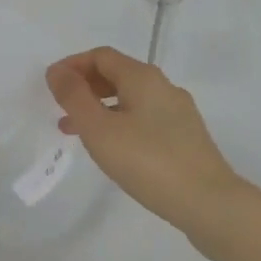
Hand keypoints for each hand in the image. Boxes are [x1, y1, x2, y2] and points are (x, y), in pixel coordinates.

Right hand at [46, 48, 241, 234]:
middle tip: (61, 108)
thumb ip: (74, 97)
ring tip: (77, 132)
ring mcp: (178, 112)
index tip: (51, 86)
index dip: (72, 65)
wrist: (210, 204)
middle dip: (85, 87)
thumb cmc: (148, 162)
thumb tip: (57, 71)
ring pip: (130, 98)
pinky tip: (113, 150)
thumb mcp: (100, 129)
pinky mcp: (186, 137)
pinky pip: (144, 118)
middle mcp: (163, 86)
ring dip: (100, 107)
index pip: (101, 56)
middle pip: (117, 74)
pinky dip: (120, 123)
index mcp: (143, 77)